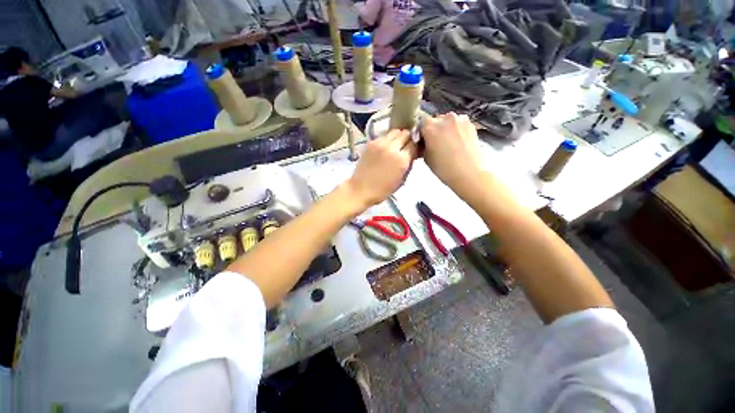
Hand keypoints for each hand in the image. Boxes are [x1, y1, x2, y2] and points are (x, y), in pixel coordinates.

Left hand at [346, 129, 417, 206]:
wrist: (361, 189)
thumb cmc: (383, 190)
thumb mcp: (402, 180)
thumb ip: (409, 165)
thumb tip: (412, 154)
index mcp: (401, 159)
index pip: (415, 144)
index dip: (417, 146)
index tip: (416, 150)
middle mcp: (392, 147)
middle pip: (406, 133)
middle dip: (409, 139)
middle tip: (406, 147)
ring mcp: (380, 143)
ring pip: (394, 132)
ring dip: (398, 137)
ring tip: (396, 146)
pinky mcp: (370, 143)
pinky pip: (383, 136)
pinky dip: (387, 140)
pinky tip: (385, 149)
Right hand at [421, 112, 483, 194]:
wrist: (468, 173)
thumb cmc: (444, 168)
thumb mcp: (426, 158)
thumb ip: (423, 146)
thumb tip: (424, 142)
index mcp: (430, 126)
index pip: (421, 122)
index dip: (421, 132)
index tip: (422, 140)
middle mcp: (445, 118)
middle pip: (436, 120)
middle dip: (434, 130)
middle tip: (435, 144)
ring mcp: (460, 120)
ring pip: (448, 122)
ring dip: (446, 130)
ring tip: (448, 144)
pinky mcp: (471, 124)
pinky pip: (459, 125)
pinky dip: (457, 131)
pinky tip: (457, 144)